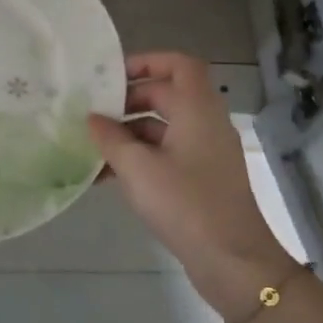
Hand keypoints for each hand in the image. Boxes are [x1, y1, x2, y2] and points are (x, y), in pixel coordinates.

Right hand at [88, 52, 303, 317]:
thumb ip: (111, 138)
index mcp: (197, 109)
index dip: (148, 61)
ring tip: (91, 148)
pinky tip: (106, 177)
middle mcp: (205, 124)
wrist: (232, 261)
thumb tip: (92, 119)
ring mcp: (205, 153)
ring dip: (128, 134)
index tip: (112, 77)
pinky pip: (166, 155)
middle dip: (128, 101)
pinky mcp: (201, 179)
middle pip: (167, 95)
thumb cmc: (185, 203)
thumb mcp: (137, 168)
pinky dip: (139, 158)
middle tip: (93, 114)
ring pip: (163, 128)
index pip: (180, 64)